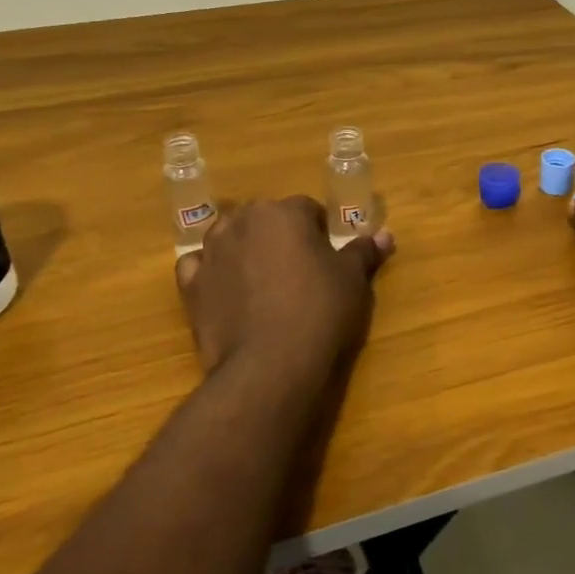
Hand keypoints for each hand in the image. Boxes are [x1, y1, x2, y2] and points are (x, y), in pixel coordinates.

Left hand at [175, 197, 393, 380]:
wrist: (270, 365)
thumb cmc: (319, 311)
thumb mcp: (352, 280)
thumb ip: (364, 252)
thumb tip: (384, 235)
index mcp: (282, 212)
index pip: (307, 209)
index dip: (320, 232)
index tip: (329, 258)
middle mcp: (241, 222)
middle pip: (265, 218)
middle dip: (281, 236)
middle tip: (300, 270)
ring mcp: (211, 252)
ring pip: (230, 237)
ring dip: (245, 249)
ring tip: (265, 281)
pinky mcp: (190, 286)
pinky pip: (199, 267)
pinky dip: (211, 272)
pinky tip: (227, 291)